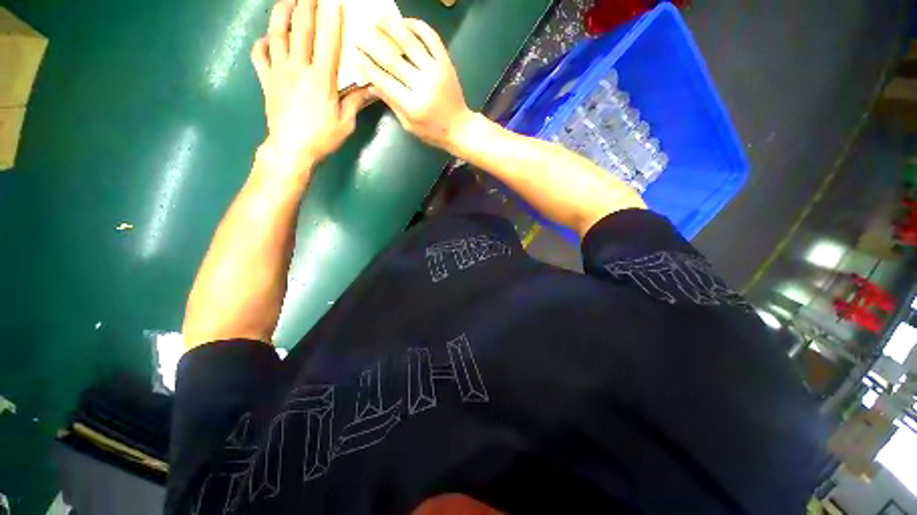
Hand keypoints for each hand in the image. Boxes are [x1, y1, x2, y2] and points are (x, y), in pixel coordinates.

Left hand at [251, 0, 369, 179]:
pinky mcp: (266, 80)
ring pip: (276, 33)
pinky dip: (262, 42)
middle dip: (306, 4)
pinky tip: (269, 38)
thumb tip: (374, 87)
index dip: (331, 17)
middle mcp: (297, 67)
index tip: (334, 0)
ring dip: (282, 13)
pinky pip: (259, 54)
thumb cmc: (322, 137)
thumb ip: (357, 101)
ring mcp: (278, 71)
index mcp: (321, 78)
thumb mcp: (346, 122)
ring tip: (289, 1)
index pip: (328, 40)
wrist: (292, 149)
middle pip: (300, 27)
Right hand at [356, 18, 472, 150]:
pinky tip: (405, 21)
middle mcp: (423, 85)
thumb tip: (370, 85)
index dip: (367, 67)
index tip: (355, 56)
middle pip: (392, 59)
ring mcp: (436, 72)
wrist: (460, 128)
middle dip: (372, 45)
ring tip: (377, 19)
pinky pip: (431, 38)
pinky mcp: (446, 63)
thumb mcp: (409, 124)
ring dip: (391, 27)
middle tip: (359, 35)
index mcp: (412, 105)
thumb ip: (391, 103)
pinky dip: (417, 26)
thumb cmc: (433, 132)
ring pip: (410, 42)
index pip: (384, 80)